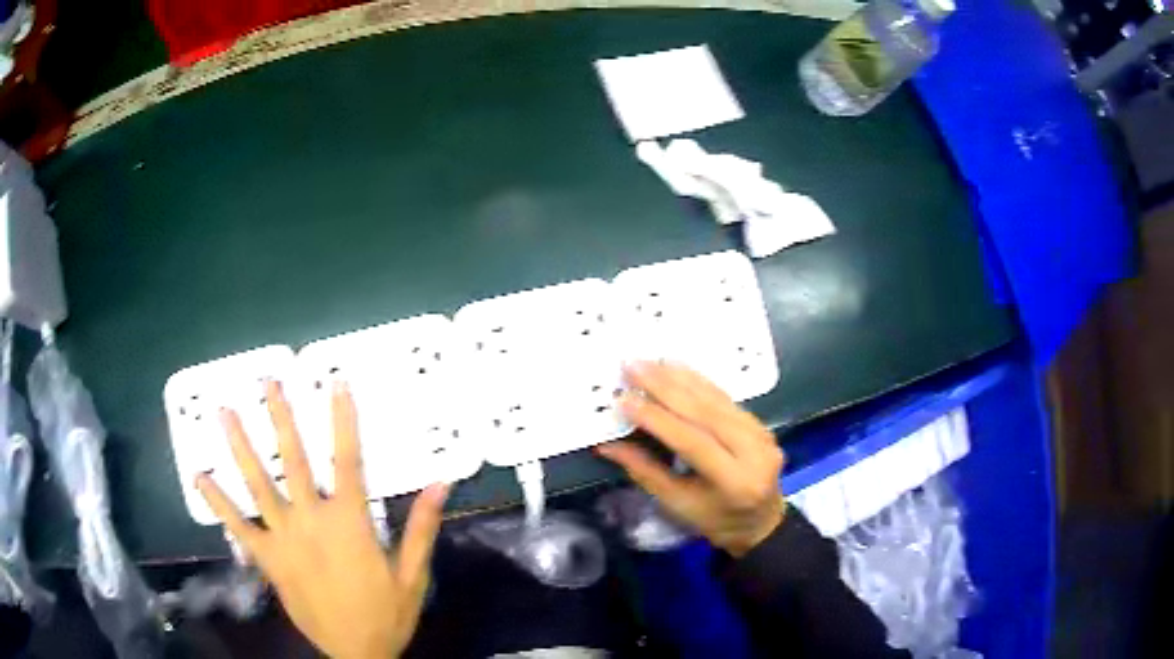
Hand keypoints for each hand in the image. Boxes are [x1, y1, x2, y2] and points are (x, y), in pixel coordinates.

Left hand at [195, 381, 446, 658]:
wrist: (357, 654)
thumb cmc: (387, 614)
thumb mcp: (413, 575)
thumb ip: (422, 527)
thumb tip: (441, 482)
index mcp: (350, 523)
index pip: (347, 460)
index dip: (342, 419)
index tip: (335, 383)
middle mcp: (311, 521)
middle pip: (293, 461)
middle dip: (280, 417)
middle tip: (267, 381)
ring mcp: (283, 539)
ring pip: (258, 485)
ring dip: (241, 446)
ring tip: (224, 411)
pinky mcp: (268, 560)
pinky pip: (238, 527)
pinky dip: (217, 502)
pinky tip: (200, 477)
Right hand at [597, 362, 784, 556]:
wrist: (761, 522)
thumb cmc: (716, 521)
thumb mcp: (677, 504)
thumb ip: (644, 471)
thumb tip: (607, 445)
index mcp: (735, 482)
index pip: (693, 442)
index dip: (658, 420)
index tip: (625, 400)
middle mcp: (755, 452)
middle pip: (707, 414)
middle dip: (666, 388)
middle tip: (634, 367)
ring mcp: (761, 434)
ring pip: (717, 400)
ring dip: (681, 378)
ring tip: (651, 362)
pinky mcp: (760, 423)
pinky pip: (726, 398)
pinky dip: (699, 382)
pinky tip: (677, 368)